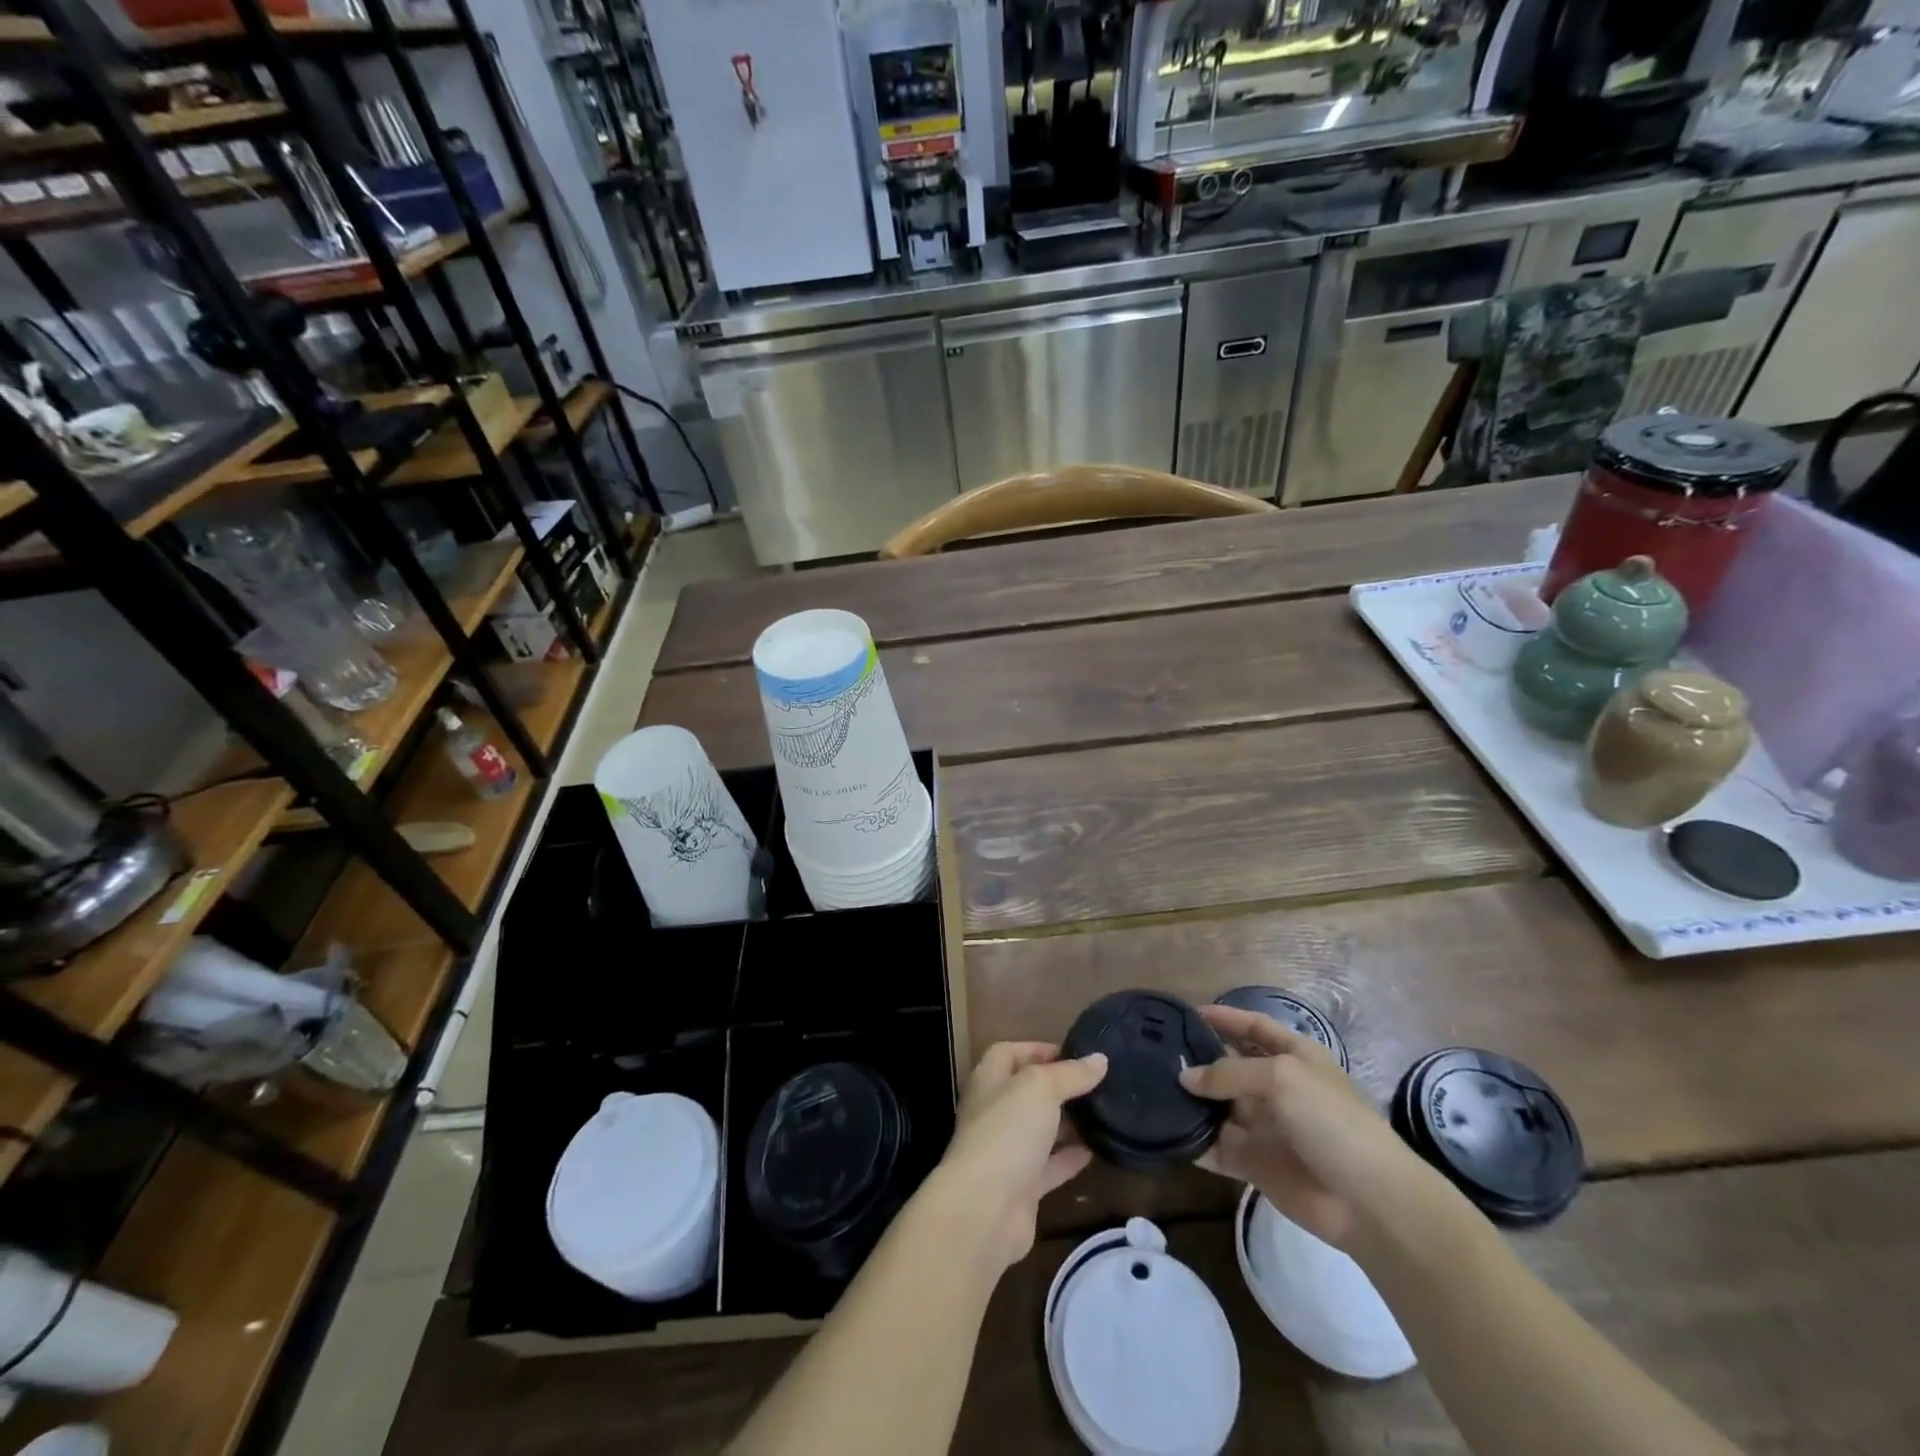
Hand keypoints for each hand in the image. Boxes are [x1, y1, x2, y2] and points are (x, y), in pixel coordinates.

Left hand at [932, 1042, 1107, 1268]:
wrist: (985, 1208)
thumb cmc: (1007, 1131)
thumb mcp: (1041, 1089)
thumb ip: (1071, 1074)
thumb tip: (1100, 1059)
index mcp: (989, 1080)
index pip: (1008, 1053)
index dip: (1036, 1049)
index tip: (1071, 1053)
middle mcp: (994, 1112)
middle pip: (1026, 1091)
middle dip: (1057, 1086)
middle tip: (1095, 1083)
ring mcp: (1006, 1151)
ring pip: (1040, 1130)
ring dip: (1066, 1122)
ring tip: (1102, 1113)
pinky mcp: (1021, 1187)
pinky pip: (1049, 1166)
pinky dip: (1069, 1158)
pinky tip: (1096, 1151)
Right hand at [1179, 1005, 1425, 1251]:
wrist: (1369, 1201)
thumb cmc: (1330, 1121)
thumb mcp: (1281, 1078)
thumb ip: (1229, 1072)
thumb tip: (1185, 1077)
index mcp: (1295, 1057)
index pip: (1255, 1028)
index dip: (1226, 1018)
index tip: (1188, 1013)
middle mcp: (1277, 1087)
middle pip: (1230, 1067)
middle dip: (1198, 1061)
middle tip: (1155, 1055)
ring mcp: (1265, 1127)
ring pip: (1218, 1107)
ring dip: (1190, 1101)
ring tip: (1150, 1090)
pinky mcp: (1255, 1163)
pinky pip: (1216, 1147)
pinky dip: (1193, 1141)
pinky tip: (1165, 1131)